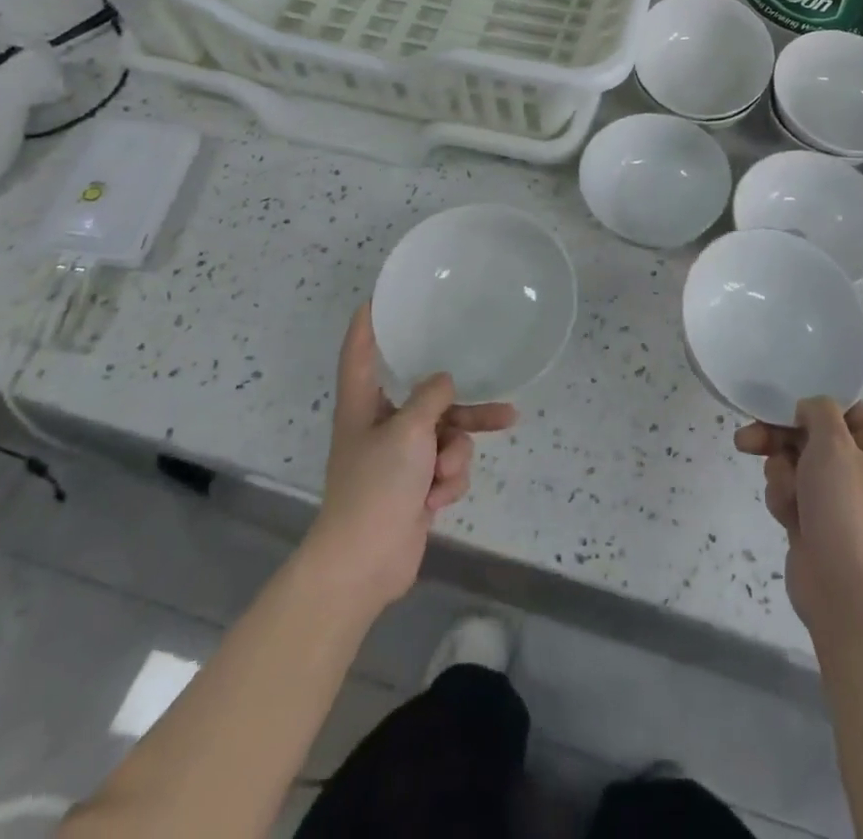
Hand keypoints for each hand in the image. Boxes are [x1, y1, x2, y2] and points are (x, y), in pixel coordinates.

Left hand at [308, 305, 515, 613]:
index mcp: (363, 405)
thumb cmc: (376, 486)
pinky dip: (447, 482)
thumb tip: (444, 381)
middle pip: (428, 399)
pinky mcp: (415, 486)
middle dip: (462, 410)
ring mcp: (399, 458)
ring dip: (454, 456)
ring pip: (447, 436)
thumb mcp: (408, 431)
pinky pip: (447, 467)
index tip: (381, 297)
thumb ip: (431, 397)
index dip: (369, 323)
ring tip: (449, 474)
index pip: (361, 351)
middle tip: (501, 404)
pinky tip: (436, 501)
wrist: (365, 564)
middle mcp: (381, 425)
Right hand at [735, 399, 862, 633]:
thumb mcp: (833, 444)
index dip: (813, 403)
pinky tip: (787, 517)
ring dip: (781, 473)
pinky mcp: (814, 521)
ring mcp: (837, 497)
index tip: (783, 403)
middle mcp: (861, 467)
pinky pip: (789, 493)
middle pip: (811, 434)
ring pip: (794, 463)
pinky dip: (783, 499)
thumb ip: (819, 411)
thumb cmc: (846, 509)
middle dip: (778, 438)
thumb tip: (809, 411)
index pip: (845, 407)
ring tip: (786, 494)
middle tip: (748, 440)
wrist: (846, 593)